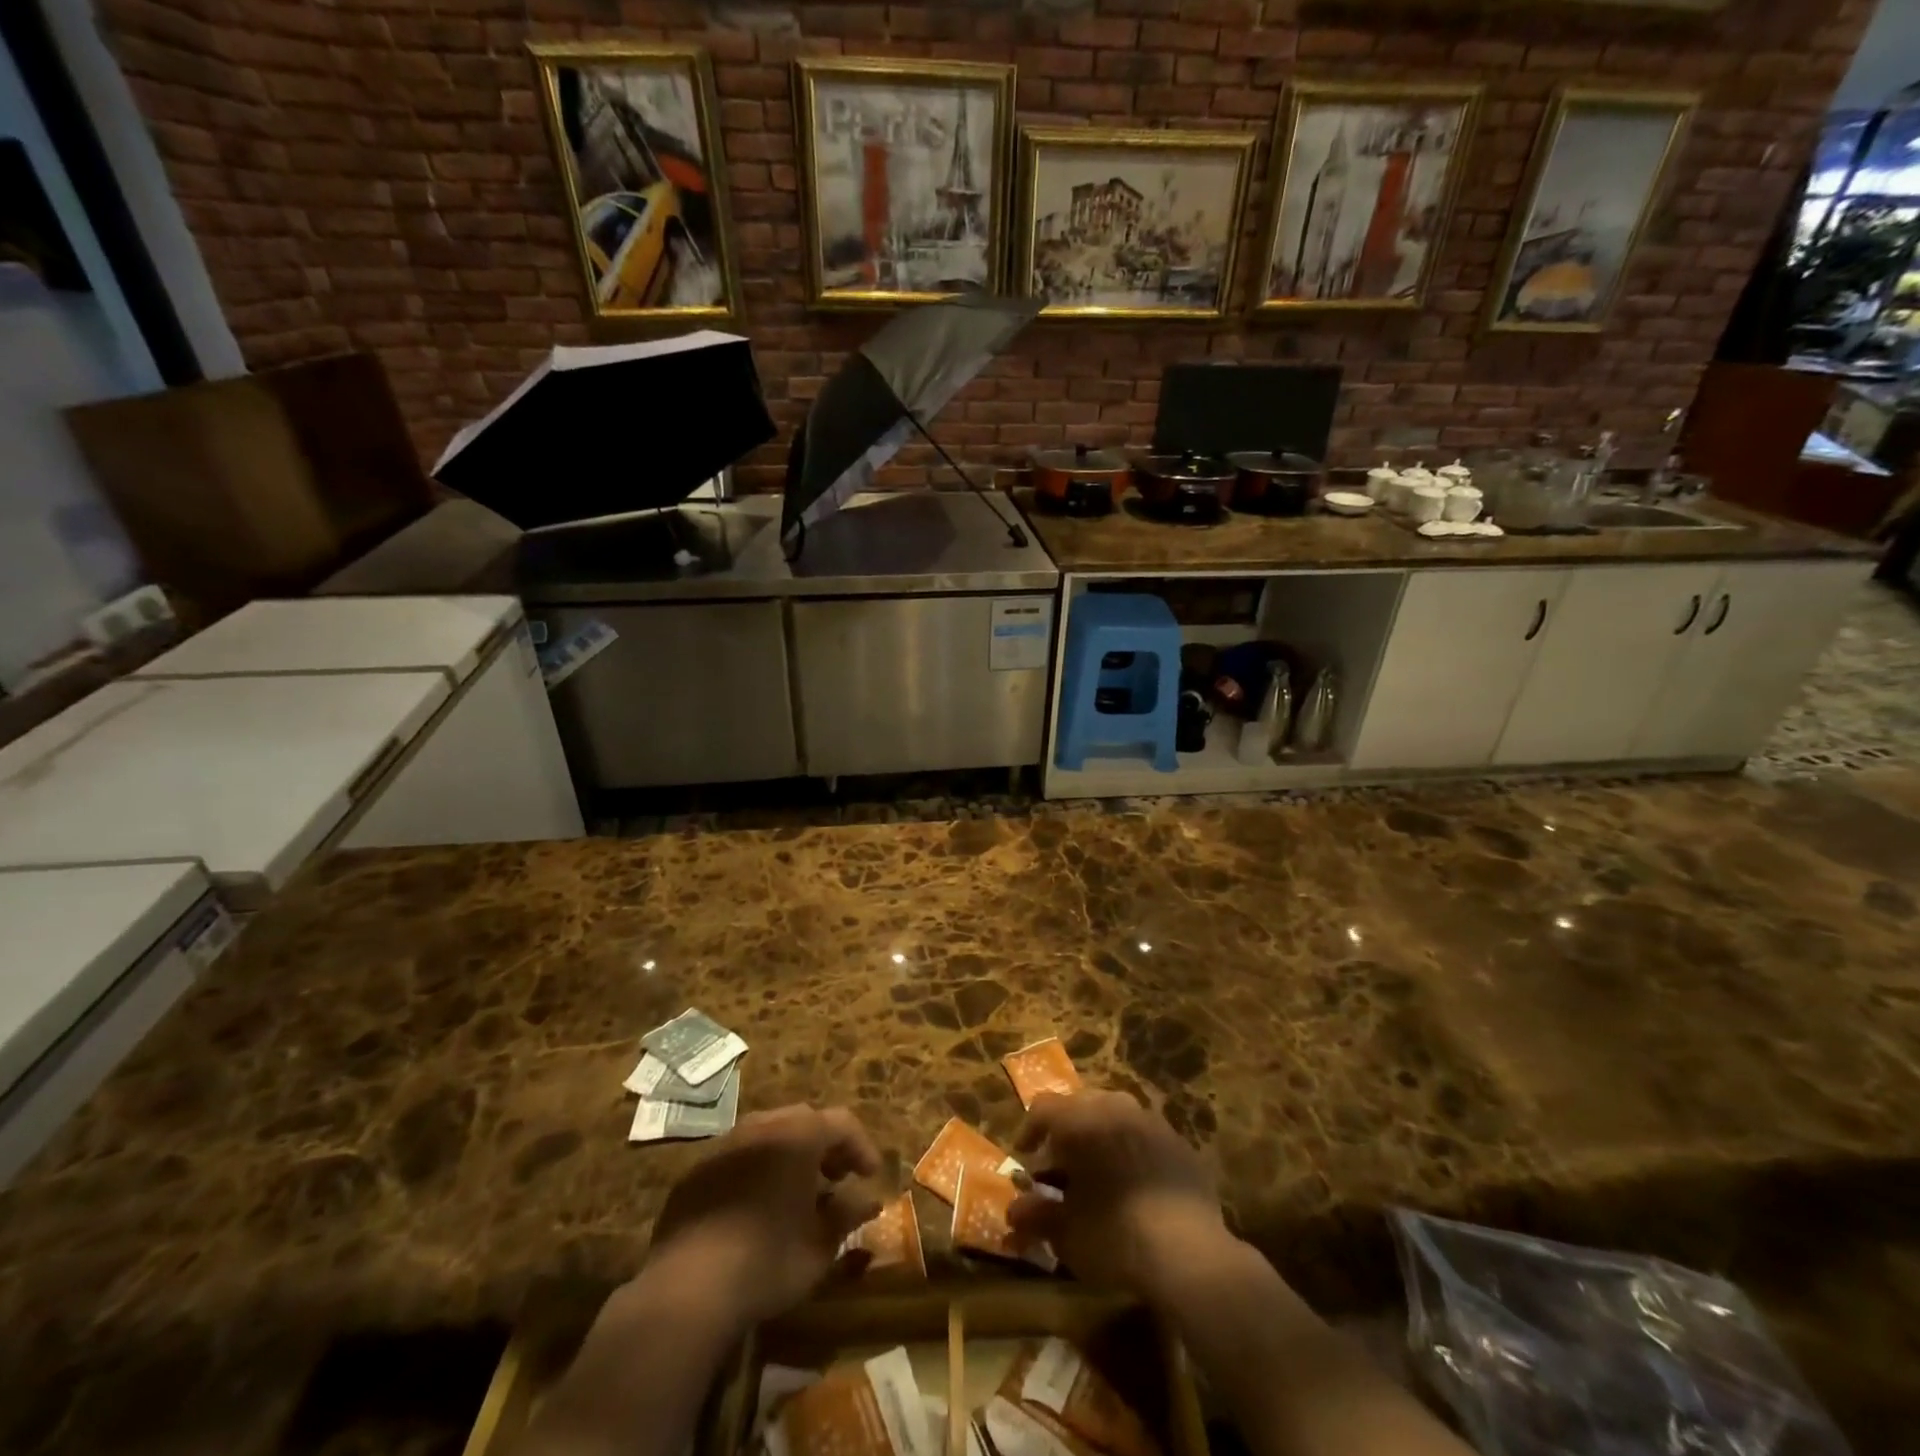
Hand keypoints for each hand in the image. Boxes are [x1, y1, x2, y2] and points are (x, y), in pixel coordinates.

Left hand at [641, 1105, 882, 1331]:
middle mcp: (762, 1126)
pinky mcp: (696, 1171)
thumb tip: (868, 1200)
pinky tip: (756, 1209)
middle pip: (804, 1121)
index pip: (842, 1123)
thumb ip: (848, 1214)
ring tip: (797, 1193)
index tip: (870, 1176)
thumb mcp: (820, 1245)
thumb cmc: (767, 1261)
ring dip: (789, 1156)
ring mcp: (724, 1145)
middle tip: (837, 1179)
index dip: (862, 1147)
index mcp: (798, 1135)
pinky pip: (738, 1158)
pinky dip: (756, 1172)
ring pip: (768, 1136)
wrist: (687, 1290)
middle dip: (825, 1147)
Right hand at [1007, 1090, 1231, 1303]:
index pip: (1044, 1108)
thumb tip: (1015, 1211)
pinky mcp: (1182, 1145)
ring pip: (1117, 1116)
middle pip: (1081, 1104)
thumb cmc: (1114, 1235)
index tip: (1026, 1157)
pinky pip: (1147, 1138)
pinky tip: (1135, 1185)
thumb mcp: (1065, 1231)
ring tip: (1098, 1171)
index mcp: (1082, 1119)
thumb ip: (1036, 1215)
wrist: (1189, 1254)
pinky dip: (1133, 1152)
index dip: (1029, 1130)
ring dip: (1102, 1136)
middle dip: (1067, 1131)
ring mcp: (1153, 1123)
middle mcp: (1116, 1108)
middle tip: (1061, 1164)